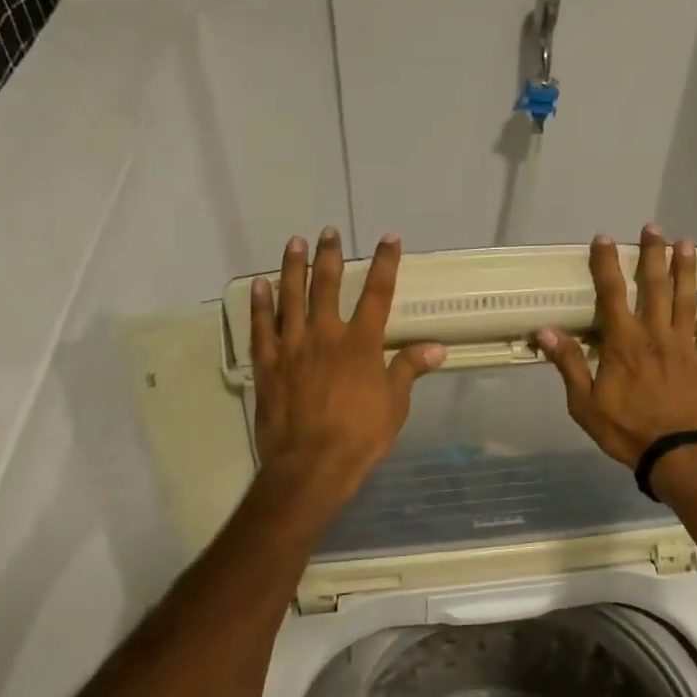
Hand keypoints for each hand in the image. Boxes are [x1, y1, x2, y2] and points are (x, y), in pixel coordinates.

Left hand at [250, 228, 445, 504]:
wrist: (311, 464)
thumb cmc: (360, 435)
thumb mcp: (394, 403)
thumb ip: (409, 369)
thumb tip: (436, 348)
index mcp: (361, 343)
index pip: (378, 293)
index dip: (385, 263)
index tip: (389, 238)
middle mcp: (326, 335)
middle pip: (328, 285)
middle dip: (330, 255)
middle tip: (328, 231)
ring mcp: (292, 347)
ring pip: (291, 297)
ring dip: (293, 268)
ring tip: (295, 243)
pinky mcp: (268, 364)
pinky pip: (262, 327)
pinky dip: (260, 304)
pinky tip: (259, 285)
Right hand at [535, 226, 696, 468]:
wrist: (676, 453)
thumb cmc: (626, 429)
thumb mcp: (585, 403)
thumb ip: (570, 364)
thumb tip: (547, 331)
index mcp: (624, 342)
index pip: (612, 293)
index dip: (607, 264)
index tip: (604, 238)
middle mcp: (655, 335)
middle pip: (655, 287)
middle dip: (653, 255)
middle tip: (654, 228)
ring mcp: (683, 347)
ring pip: (685, 301)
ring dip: (686, 271)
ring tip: (688, 244)